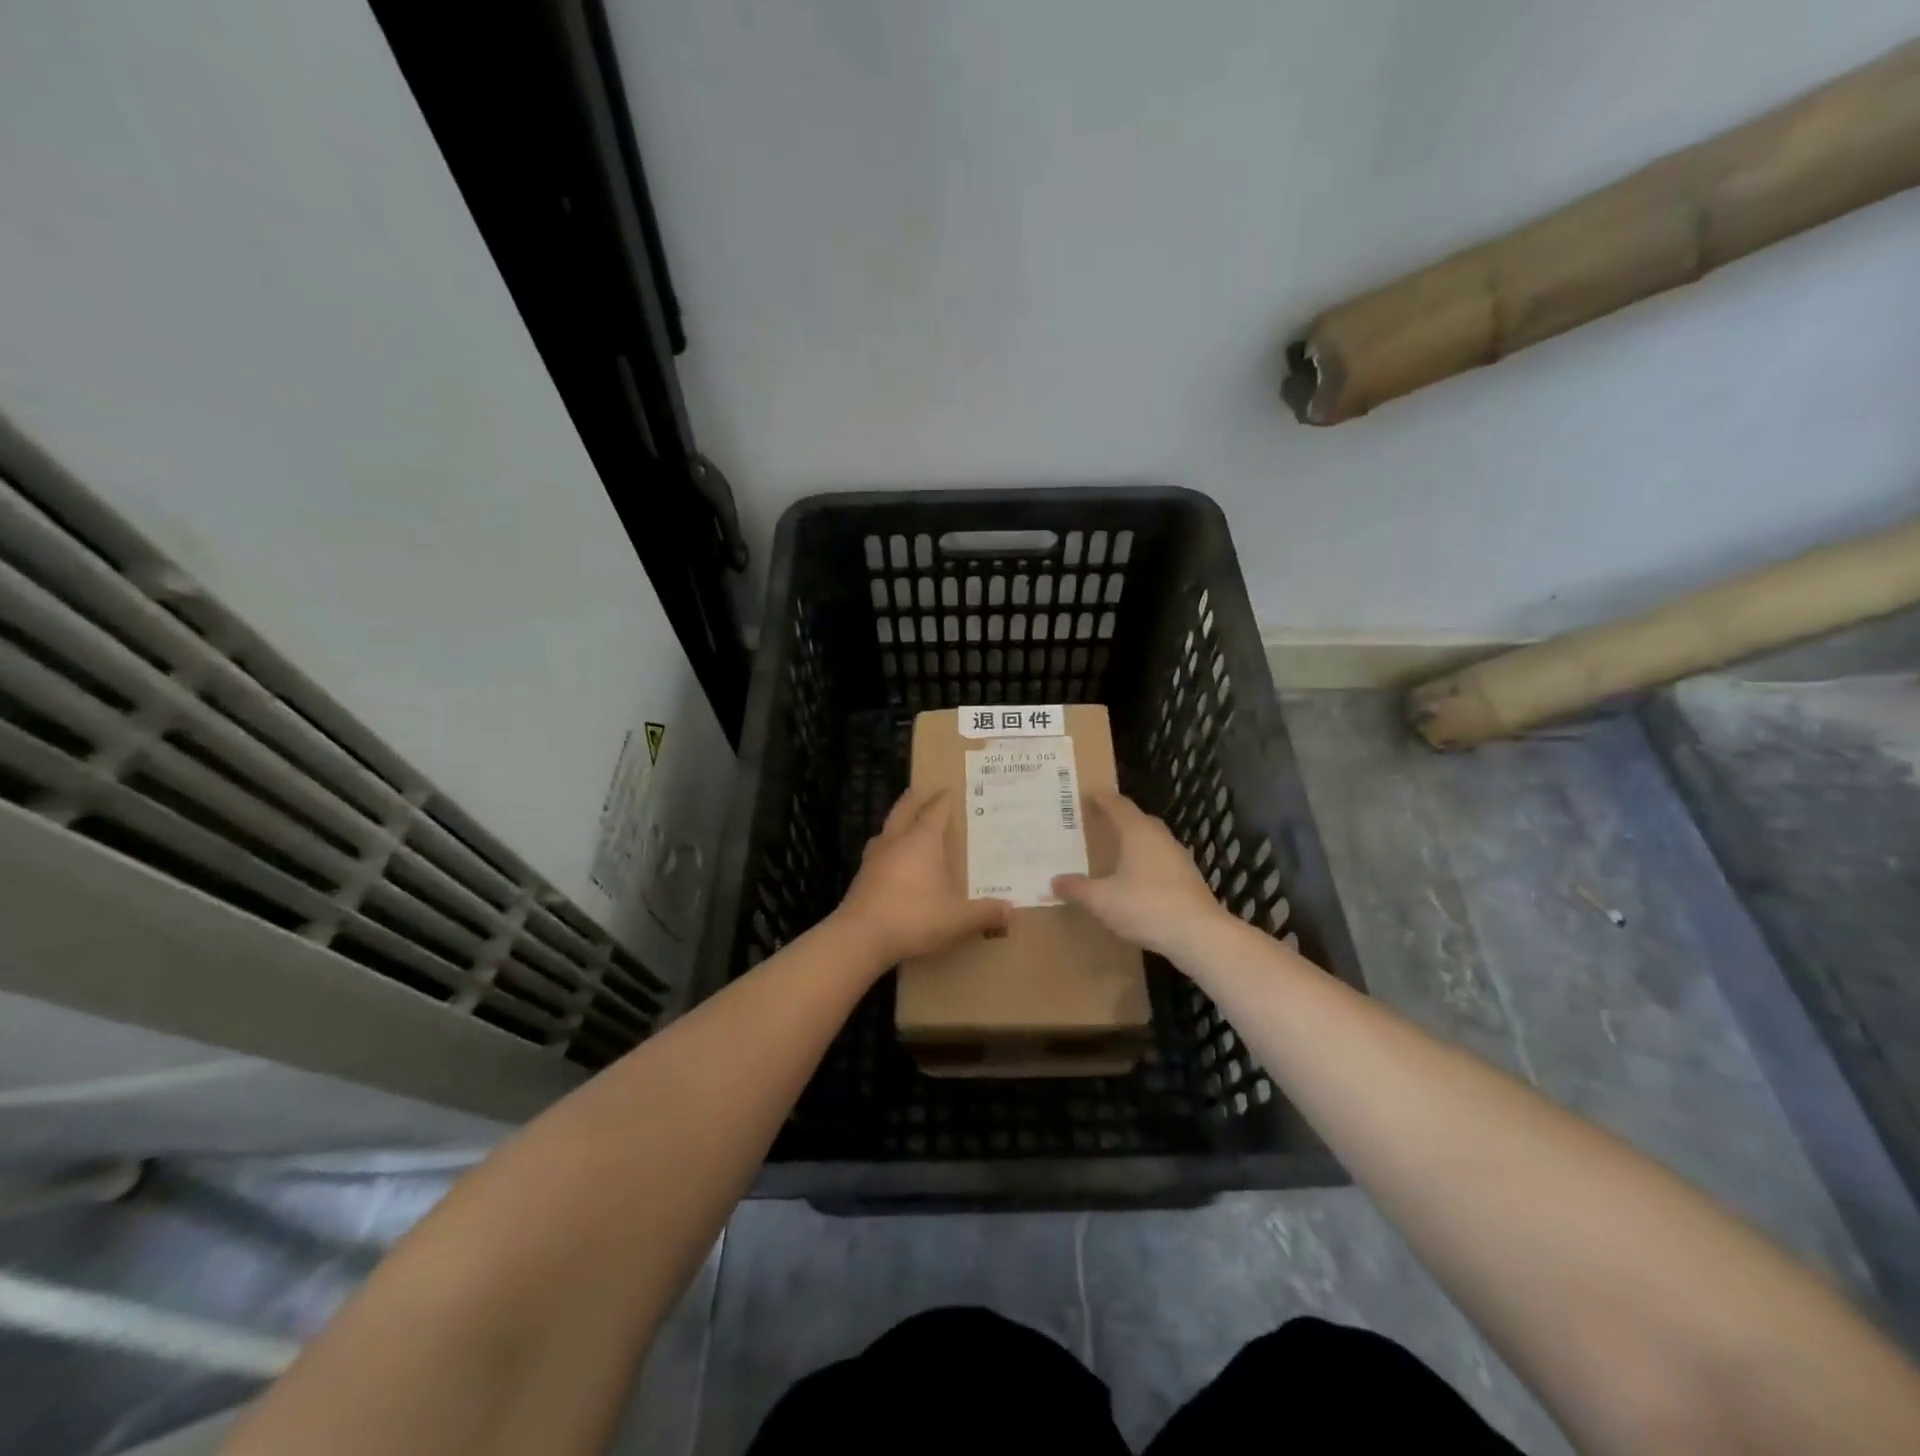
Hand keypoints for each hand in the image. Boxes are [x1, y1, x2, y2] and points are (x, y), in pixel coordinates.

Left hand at [835, 788, 1010, 967]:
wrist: (861, 937)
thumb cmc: (914, 917)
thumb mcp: (957, 918)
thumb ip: (985, 912)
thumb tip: (1011, 908)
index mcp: (922, 841)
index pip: (935, 811)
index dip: (943, 799)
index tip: (949, 789)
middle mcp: (896, 841)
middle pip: (904, 811)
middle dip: (913, 799)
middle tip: (920, 790)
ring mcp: (874, 858)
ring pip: (886, 830)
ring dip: (896, 823)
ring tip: (904, 824)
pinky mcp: (861, 877)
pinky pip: (877, 853)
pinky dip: (887, 848)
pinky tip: (891, 861)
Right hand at [1052, 791, 1228, 959]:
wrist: (1199, 934)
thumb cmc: (1146, 907)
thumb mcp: (1102, 900)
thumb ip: (1077, 889)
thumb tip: (1054, 881)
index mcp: (1137, 832)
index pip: (1117, 805)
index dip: (1102, 798)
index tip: (1088, 794)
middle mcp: (1160, 837)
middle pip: (1137, 819)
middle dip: (1118, 817)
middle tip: (1097, 821)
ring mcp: (1178, 857)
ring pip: (1152, 839)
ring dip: (1134, 840)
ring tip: (1114, 849)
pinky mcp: (1188, 878)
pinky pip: (1161, 859)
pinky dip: (1146, 861)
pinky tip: (1136, 878)